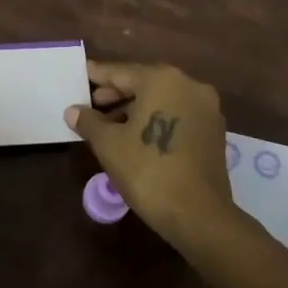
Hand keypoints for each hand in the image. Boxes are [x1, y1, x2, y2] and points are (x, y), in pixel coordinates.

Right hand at [67, 61, 233, 246]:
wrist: (199, 216)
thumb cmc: (148, 171)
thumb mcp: (109, 144)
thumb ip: (89, 121)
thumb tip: (73, 111)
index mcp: (162, 79)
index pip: (121, 72)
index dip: (97, 76)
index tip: (81, 75)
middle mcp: (188, 84)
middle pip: (144, 82)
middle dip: (116, 93)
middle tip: (91, 105)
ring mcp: (206, 107)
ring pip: (162, 98)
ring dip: (136, 107)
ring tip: (110, 124)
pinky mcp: (214, 130)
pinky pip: (178, 113)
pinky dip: (156, 118)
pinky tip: (137, 135)